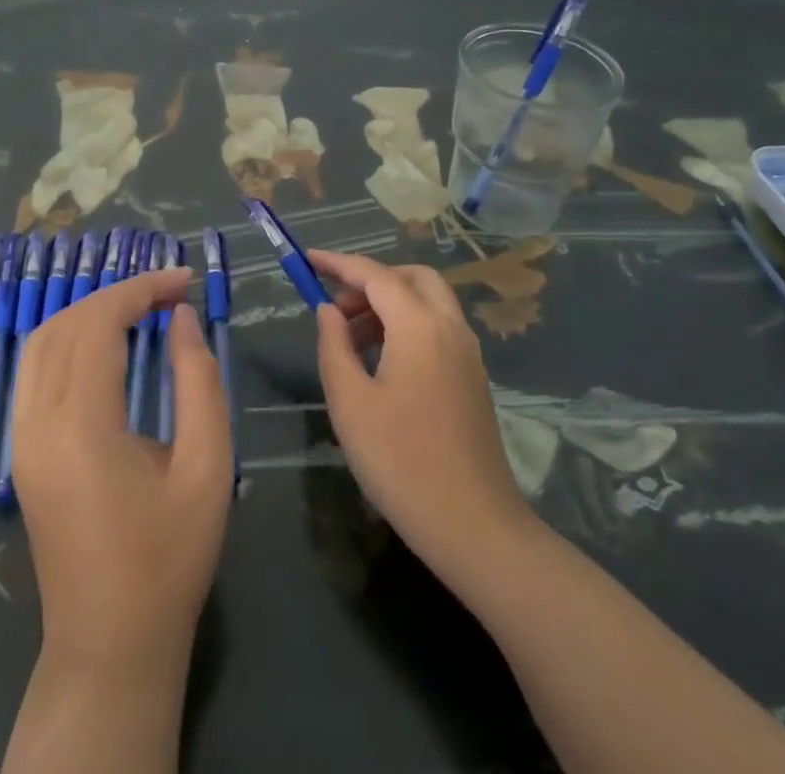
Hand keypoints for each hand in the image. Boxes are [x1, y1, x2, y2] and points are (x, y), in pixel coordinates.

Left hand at [11, 266, 233, 669]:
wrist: (110, 645)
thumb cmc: (169, 559)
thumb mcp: (207, 467)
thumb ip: (198, 381)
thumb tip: (181, 317)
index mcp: (81, 426)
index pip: (99, 323)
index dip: (141, 289)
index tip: (184, 280)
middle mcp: (37, 423)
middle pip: (68, 323)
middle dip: (119, 294)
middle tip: (171, 291)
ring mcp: (20, 438)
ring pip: (41, 341)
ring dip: (89, 311)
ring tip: (140, 307)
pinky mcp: (20, 451)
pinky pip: (33, 370)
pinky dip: (67, 337)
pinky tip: (103, 342)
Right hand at [310, 250, 532, 581]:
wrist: (475, 527)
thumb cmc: (402, 462)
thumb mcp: (350, 403)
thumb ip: (334, 346)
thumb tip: (328, 310)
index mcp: (420, 326)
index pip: (376, 276)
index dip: (340, 263)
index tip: (309, 258)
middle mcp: (450, 328)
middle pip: (412, 278)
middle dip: (372, 280)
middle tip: (338, 306)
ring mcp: (467, 353)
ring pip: (428, 302)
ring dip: (390, 304)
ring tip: (351, 336)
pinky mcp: (473, 378)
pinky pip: (438, 328)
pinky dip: (408, 325)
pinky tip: (382, 361)